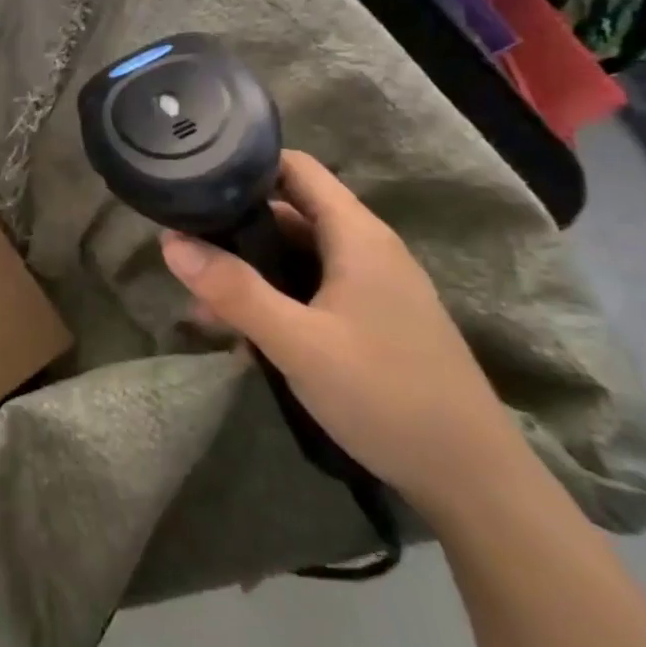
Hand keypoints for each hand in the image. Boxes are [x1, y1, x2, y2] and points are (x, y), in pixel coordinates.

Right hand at [160, 150, 526, 519]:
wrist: (475, 483)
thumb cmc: (387, 396)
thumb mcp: (299, 343)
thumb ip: (234, 291)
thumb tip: (170, 242)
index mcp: (356, 234)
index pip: (294, 167)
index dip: (244, 163)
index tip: (194, 177)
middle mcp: (365, 248)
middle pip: (289, 212)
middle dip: (235, 227)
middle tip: (184, 245)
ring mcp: (372, 286)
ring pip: (297, 257)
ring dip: (251, 271)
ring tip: (200, 298)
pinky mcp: (373, 320)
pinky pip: (312, 291)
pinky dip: (275, 300)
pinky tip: (242, 335)